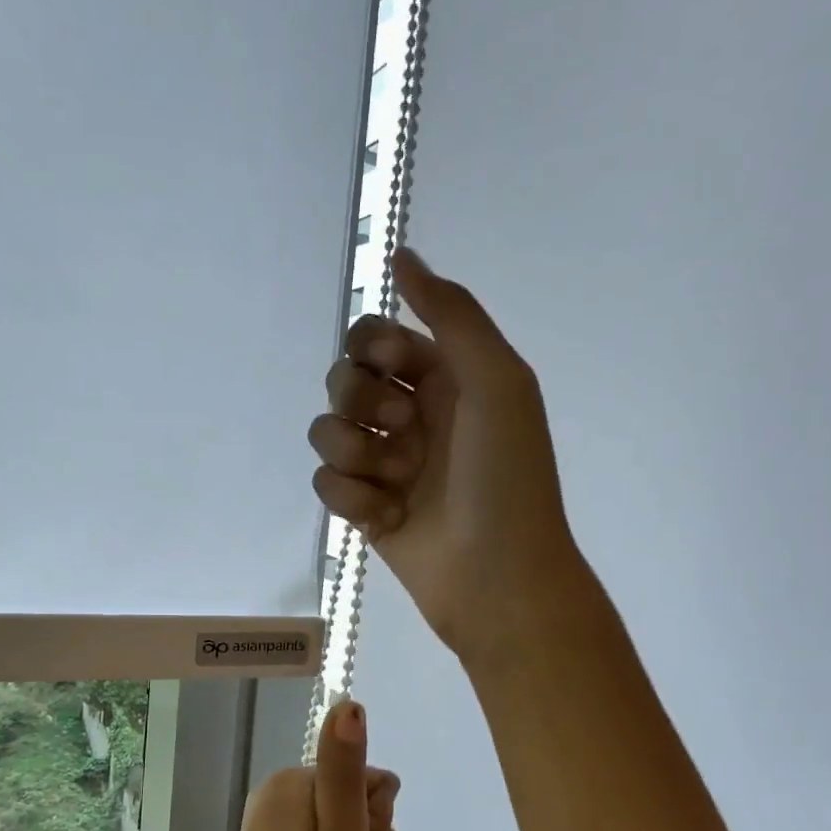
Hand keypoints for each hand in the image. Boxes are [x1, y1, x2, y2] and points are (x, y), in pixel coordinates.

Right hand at [308, 248, 586, 660]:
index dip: (372, 347)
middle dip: (359, 400)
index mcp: (445, 378)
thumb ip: (452, 312)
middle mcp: (411, 415)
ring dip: (353, 452)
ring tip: (395, 481)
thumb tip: (401, 254)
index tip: (393, 368)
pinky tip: (387, 517)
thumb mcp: (497, 380)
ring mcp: (385, 464)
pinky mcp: (364, 508)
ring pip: (325, 431)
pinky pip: (325, 483)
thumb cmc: (505, 476)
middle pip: (342, 379)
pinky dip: (352, 498)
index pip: (375, 336)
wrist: (498, 575)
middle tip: (400, 429)